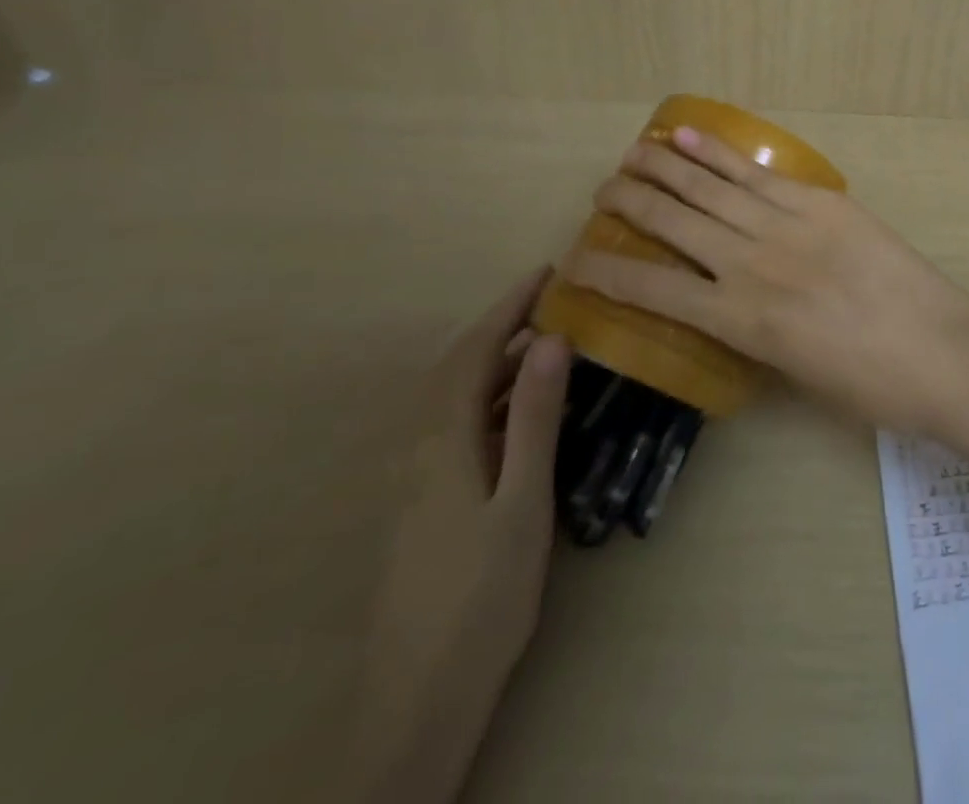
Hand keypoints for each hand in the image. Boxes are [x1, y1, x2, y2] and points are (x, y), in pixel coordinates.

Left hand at [345, 270, 570, 803]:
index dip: (509, 308)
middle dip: (500, 326)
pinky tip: (519, 413)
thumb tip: (551, 340)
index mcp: (443, 440)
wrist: (420, 694)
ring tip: (544, 345)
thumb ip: (536, 418)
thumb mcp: (523, 500)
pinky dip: (489, 397)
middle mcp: (421, 449)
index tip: (546, 273)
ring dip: (495, 361)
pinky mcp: (424, 502)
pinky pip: (457, 425)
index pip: (475, 352)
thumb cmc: (483, 592)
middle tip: (550, 301)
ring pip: (455, 398)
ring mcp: (418, 478)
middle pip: (457, 368)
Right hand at [560, 127, 968, 433]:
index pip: (652, 290)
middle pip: (673, 223)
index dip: (605, 274)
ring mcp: (786, 226)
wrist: (941, 351)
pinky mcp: (820, 202)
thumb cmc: (869, 384)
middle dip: (629, 203)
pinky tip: (687, 136)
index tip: (576, 261)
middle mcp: (750, 266)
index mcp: (739, 323)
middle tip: (603, 191)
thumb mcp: (795, 374)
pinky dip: (717, 153)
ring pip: (709, 188)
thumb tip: (728, 302)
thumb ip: (753, 332)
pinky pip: (757, 174)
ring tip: (631, 153)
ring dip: (663, 166)